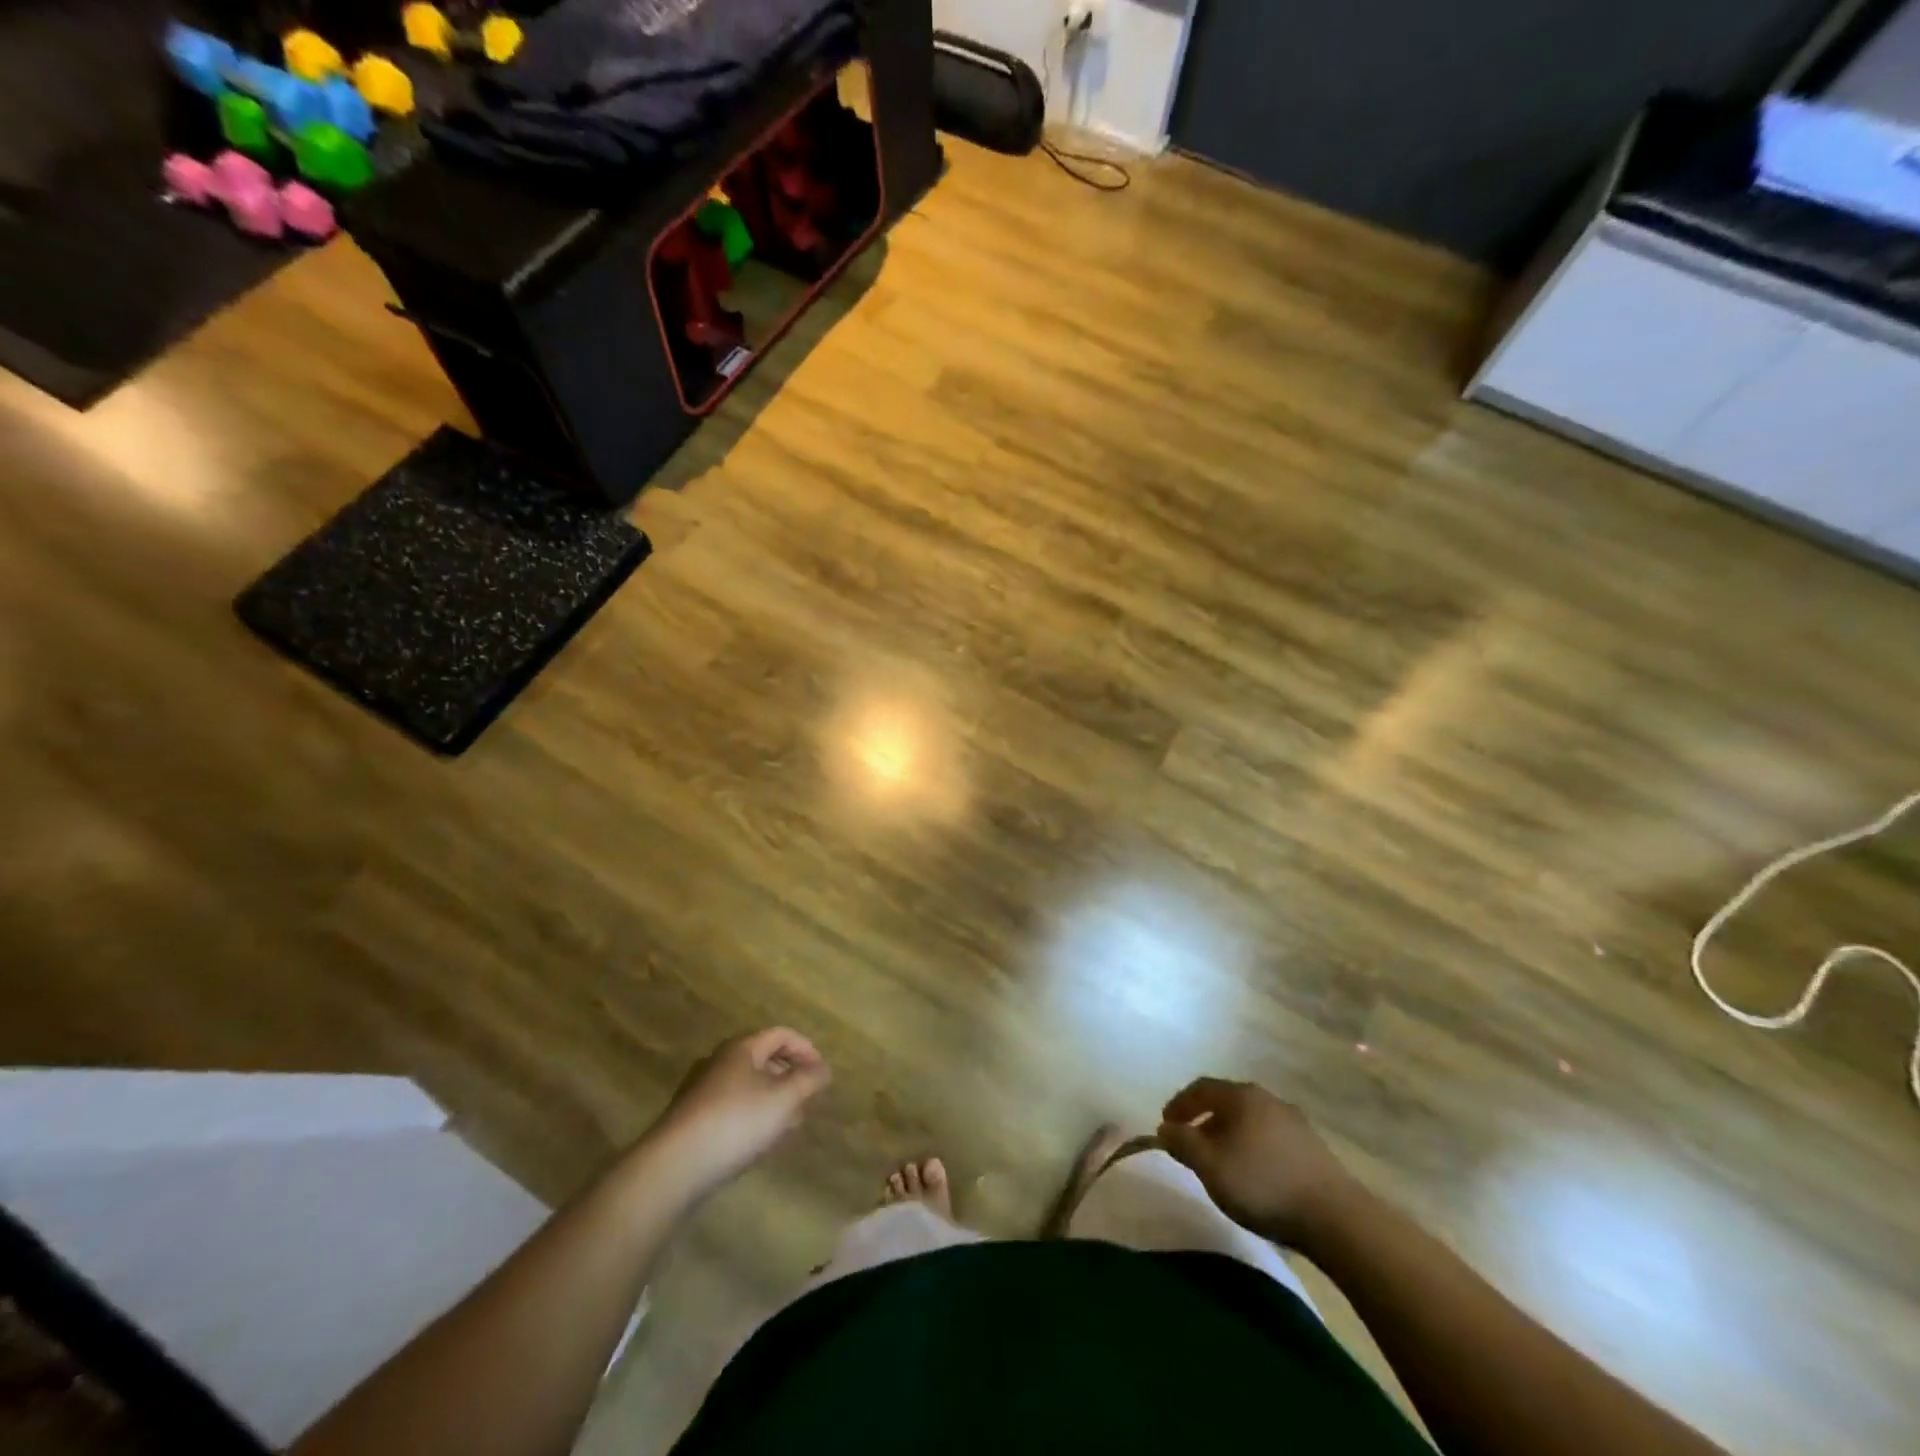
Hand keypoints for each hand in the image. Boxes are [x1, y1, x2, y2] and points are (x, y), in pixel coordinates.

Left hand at [646, 1029, 831, 1200]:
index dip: (806, 1049)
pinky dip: (753, 1115)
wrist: (675, 1166)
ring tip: (789, 1124)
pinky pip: (733, 1107)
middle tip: (808, 1099)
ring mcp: (703, 1090)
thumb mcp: (784, 1099)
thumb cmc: (736, 1122)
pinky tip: (760, 1141)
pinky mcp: (693, 1119)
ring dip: (773, 1099)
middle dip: (790, 1076)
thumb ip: (809, 1080)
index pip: (781, 1034)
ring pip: (749, 1086)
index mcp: (742, 1048)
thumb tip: (823, 1069)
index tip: (822, 1073)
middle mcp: (720, 1061)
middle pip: (764, 1058)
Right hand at [1157, 1078, 1359, 1247]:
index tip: (1166, 1125)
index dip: (1180, 1104)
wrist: (1335, 1217)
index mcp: (1240, 1095)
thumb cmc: (1262, 1184)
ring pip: (1250, 1120)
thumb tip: (1166, 1128)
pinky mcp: (1313, 1146)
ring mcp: (1294, 1121)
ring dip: (1231, 1135)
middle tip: (1192, 1143)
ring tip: (1222, 1161)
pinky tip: (1254, 1173)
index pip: (1201, 1087)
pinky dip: (1254, 1147)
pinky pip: (1271, 1137)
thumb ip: (1182, 1143)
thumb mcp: (1210, 1166)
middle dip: (1205, 1120)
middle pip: (1227, 1102)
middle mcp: (1267, 1098)